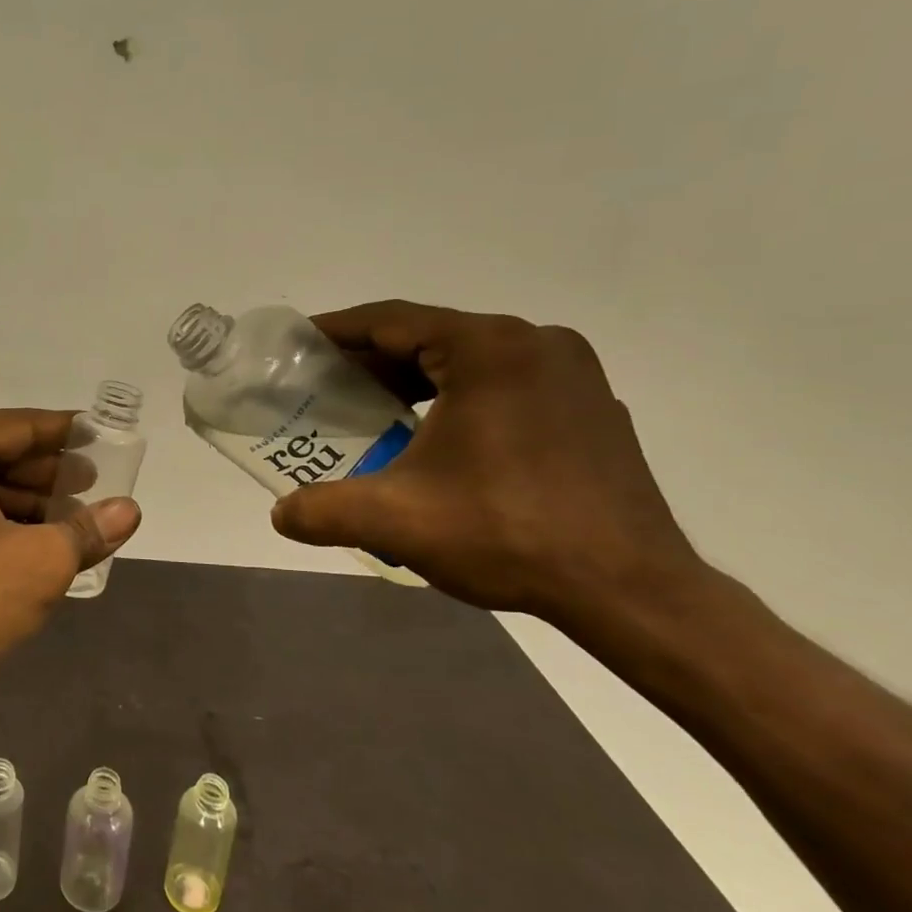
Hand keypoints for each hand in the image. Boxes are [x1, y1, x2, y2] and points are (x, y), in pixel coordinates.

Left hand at [0, 409, 142, 709]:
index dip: (65, 432)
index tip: (103, 435)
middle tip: (97, 482)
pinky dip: (0, 521)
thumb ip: (88, 530)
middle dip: (48, 473)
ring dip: (28, 501)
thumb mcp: (39, 562)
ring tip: (78, 517)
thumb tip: (130, 510)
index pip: (15, 427)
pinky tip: (40, 539)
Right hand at [270, 301, 703, 628]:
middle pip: (431, 336)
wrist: (631, 591)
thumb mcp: (395, 520)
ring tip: (374, 410)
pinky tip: (437, 437)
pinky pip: (506, 383)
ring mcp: (572, 374)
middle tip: (326, 386)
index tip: (298, 344)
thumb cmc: (507, 534)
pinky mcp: (590, 407)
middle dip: (373, 359)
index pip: (392, 321)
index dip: (336, 330)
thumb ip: (322, 510)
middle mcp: (535, 344)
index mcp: (489, 349)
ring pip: (469, 360)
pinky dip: (460, 397)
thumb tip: (280, 516)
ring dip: (416, 379)